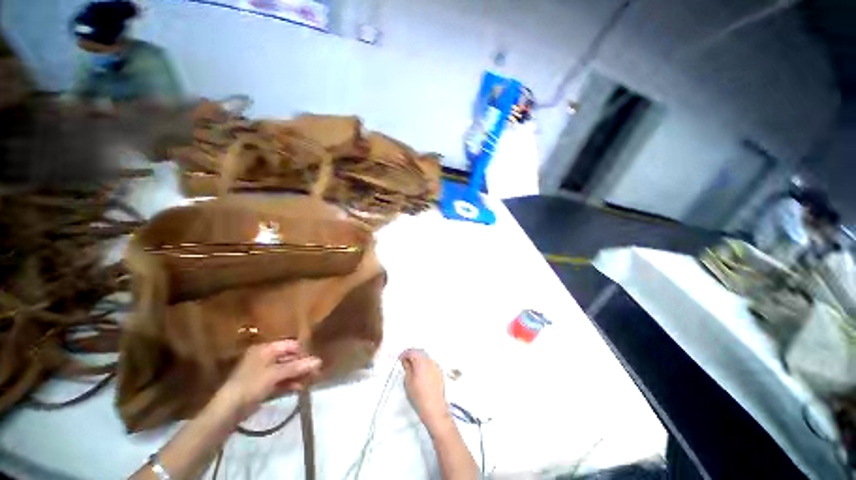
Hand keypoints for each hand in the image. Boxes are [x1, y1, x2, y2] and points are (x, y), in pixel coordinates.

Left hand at [213, 340, 321, 422]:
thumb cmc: (251, 385)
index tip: (314, 362)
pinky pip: (280, 380)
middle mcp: (264, 357)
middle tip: (315, 373)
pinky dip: (290, 383)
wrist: (228, 411)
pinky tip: (299, 387)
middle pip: (289, 357)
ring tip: (310, 381)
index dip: (303, 352)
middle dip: (302, 365)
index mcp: (265, 349)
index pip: (290, 345)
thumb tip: (319, 361)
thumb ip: (297, 367)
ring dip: (297, 375)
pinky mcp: (262, 385)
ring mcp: (263, 372)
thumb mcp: (275, 374)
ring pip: (285, 370)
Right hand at [400, 349, 451, 433]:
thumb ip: (407, 367)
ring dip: (418, 358)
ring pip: (425, 356)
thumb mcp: (408, 381)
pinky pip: (430, 362)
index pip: (412, 351)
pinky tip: (420, 371)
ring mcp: (436, 365)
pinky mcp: (439, 371)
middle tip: (405, 360)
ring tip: (412, 366)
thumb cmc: (419, 396)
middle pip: (420, 352)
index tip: (400, 358)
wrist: (434, 408)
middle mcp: (430, 361)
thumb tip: (405, 360)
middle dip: (412, 354)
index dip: (404, 353)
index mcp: (421, 362)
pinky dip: (424, 363)